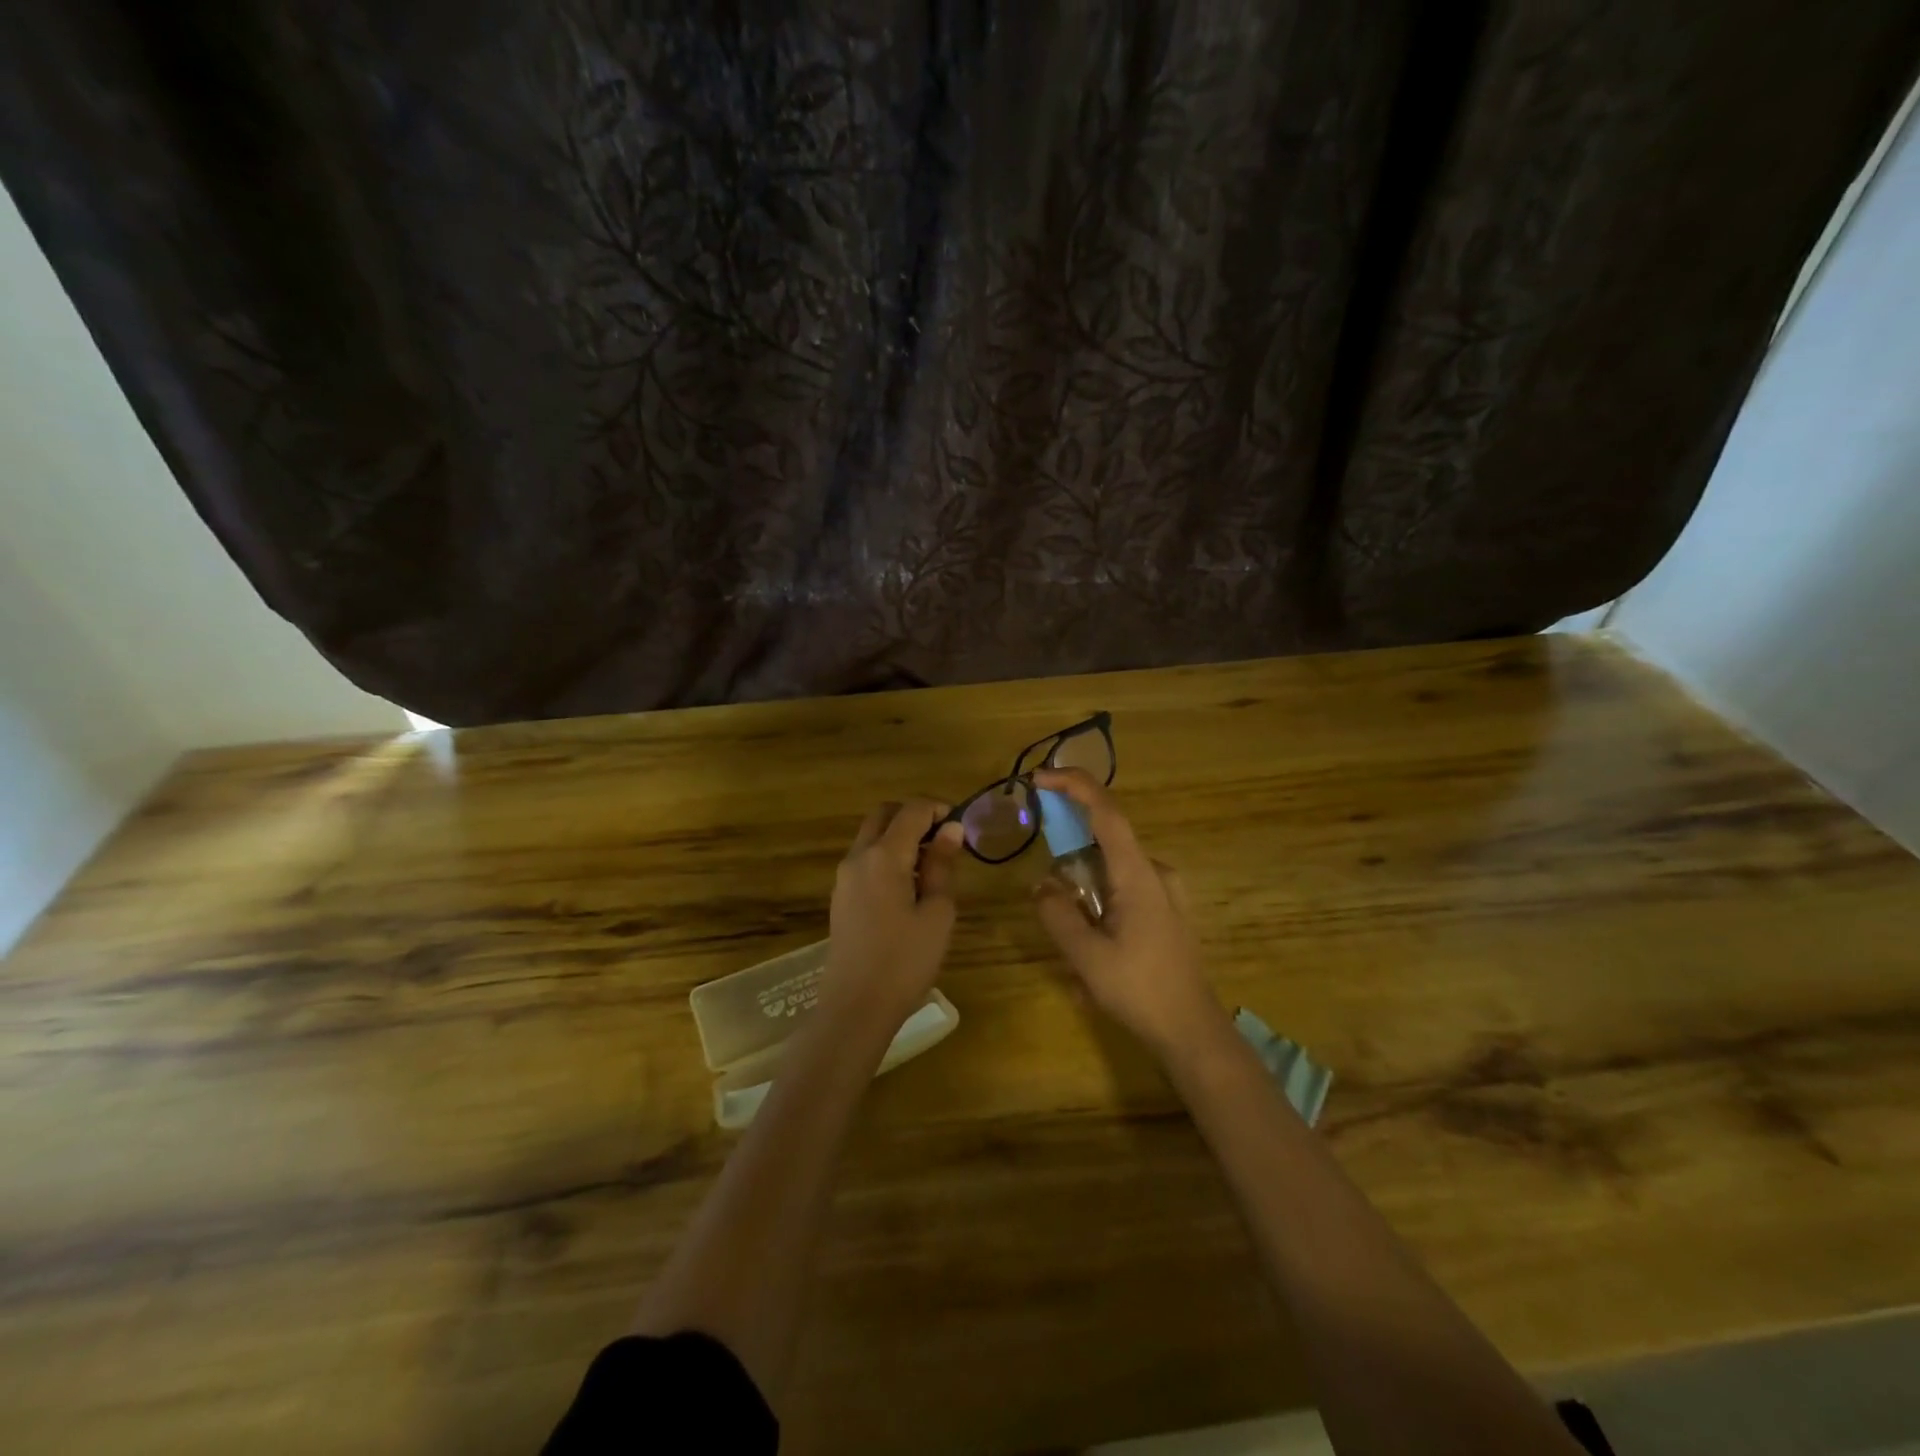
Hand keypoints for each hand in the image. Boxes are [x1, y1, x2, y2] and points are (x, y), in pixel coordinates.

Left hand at [820, 798, 963, 1035]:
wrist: (855, 1008)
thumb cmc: (905, 961)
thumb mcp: (937, 913)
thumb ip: (942, 866)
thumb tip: (951, 830)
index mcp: (883, 856)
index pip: (912, 810)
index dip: (939, 809)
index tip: (962, 826)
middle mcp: (858, 857)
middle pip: (884, 814)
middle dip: (914, 815)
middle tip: (944, 839)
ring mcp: (844, 877)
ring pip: (871, 835)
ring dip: (899, 836)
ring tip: (931, 865)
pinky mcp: (841, 897)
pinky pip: (865, 859)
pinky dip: (887, 855)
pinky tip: (909, 886)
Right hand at [1031, 768, 1226, 1058]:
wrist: (1193, 1032)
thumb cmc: (1140, 990)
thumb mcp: (1086, 957)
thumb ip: (1058, 914)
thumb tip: (1042, 884)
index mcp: (1138, 874)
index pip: (1106, 812)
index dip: (1074, 786)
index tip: (1041, 778)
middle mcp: (1156, 872)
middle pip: (1106, 839)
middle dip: (1070, 850)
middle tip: (1047, 886)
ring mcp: (1165, 893)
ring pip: (1113, 870)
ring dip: (1085, 888)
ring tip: (1072, 941)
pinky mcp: (1167, 912)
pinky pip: (1124, 890)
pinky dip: (1100, 903)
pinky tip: (1093, 950)